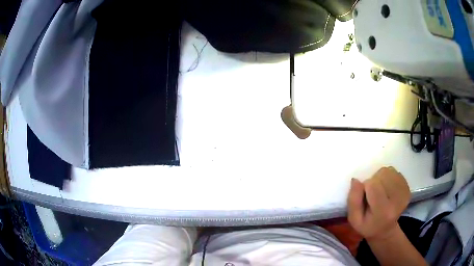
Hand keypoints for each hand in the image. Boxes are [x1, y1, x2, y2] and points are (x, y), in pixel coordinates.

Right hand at [347, 167, 410, 241]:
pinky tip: (387, 189)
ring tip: (380, 191)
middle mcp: (397, 201)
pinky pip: (395, 172)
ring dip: (381, 177)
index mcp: (383, 211)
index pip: (373, 184)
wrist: (385, 230)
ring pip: (389, 171)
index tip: (365, 197)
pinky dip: (389, 177)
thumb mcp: (354, 219)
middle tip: (372, 195)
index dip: (365, 187)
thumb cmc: (367, 225)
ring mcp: (405, 193)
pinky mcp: (408, 188)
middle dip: (374, 181)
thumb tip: (355, 180)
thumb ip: (353, 201)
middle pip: (382, 175)